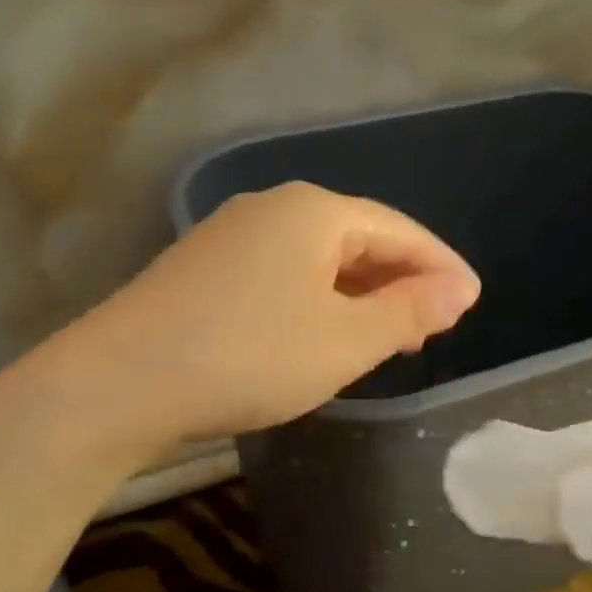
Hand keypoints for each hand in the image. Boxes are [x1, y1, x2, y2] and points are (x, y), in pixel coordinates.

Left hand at [81, 182, 479, 445]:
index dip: (440, 266)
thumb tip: (459, 289)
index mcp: (314, 212)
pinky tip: (321, 333)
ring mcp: (230, 237)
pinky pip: (282, 277)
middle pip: (356, 239)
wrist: (120, 383)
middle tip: (433, 324)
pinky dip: (317, 302)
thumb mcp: (344, 340)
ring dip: (359, 294)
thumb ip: (407, 312)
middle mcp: (271, 209)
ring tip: (387, 334)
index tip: (472, 301)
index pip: (399, 230)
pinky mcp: (203, 271)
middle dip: (400, 280)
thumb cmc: (249, 355)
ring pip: (317, 260)